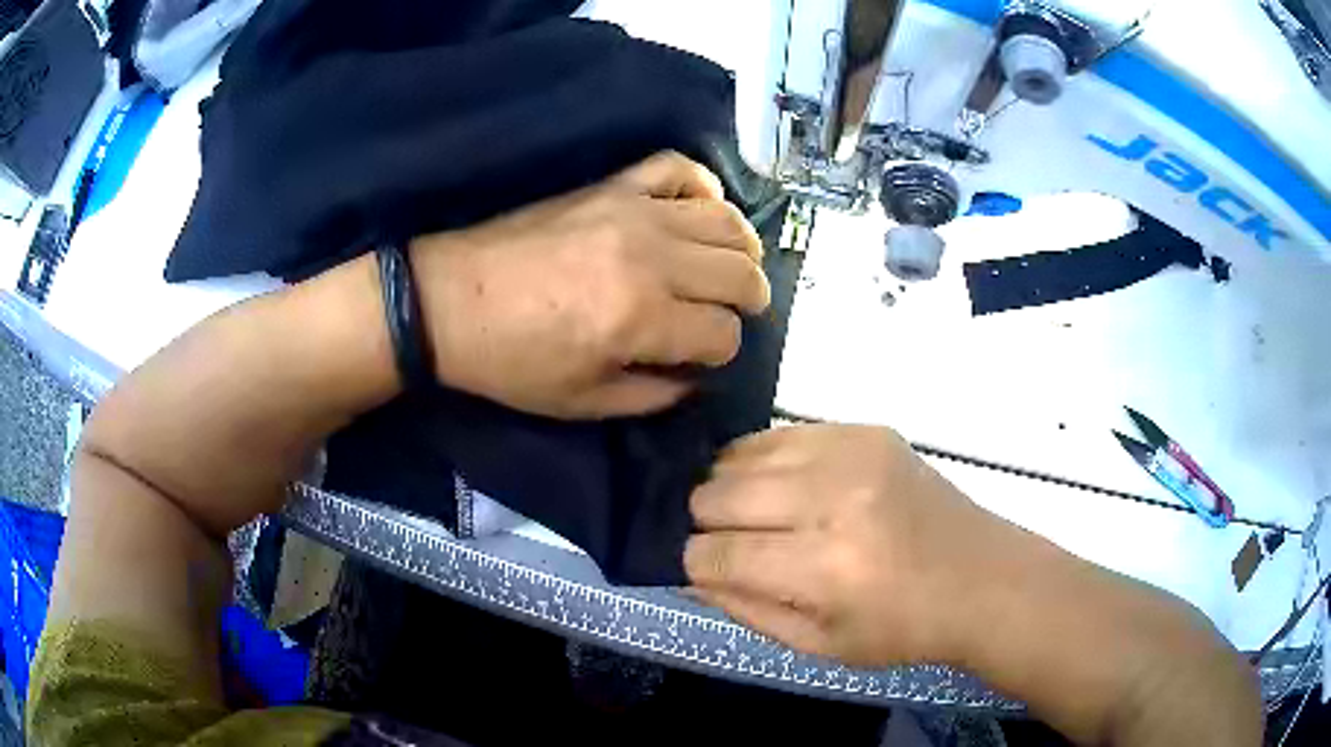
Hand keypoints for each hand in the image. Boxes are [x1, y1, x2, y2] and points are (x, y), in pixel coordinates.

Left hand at [411, 152, 769, 418]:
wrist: (451, 301)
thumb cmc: (512, 361)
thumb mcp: (582, 402)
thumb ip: (653, 395)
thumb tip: (696, 376)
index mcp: (643, 319)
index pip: (724, 333)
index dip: (723, 351)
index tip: (704, 357)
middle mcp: (653, 258)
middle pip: (741, 272)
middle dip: (750, 300)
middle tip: (734, 312)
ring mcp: (634, 212)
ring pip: (726, 220)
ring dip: (742, 248)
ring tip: (731, 266)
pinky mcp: (612, 186)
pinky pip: (677, 168)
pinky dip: (702, 183)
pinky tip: (700, 207)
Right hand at [684, 424, 990, 667]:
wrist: (982, 578)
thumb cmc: (902, 629)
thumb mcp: (819, 646)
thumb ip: (745, 609)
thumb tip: (689, 573)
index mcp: (823, 569)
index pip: (713, 554)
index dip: (695, 564)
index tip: (702, 569)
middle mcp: (833, 500)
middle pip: (715, 494)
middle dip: (706, 524)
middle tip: (730, 542)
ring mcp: (851, 454)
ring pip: (740, 455)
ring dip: (732, 487)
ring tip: (757, 512)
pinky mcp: (867, 430)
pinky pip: (781, 433)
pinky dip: (766, 460)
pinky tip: (786, 485)